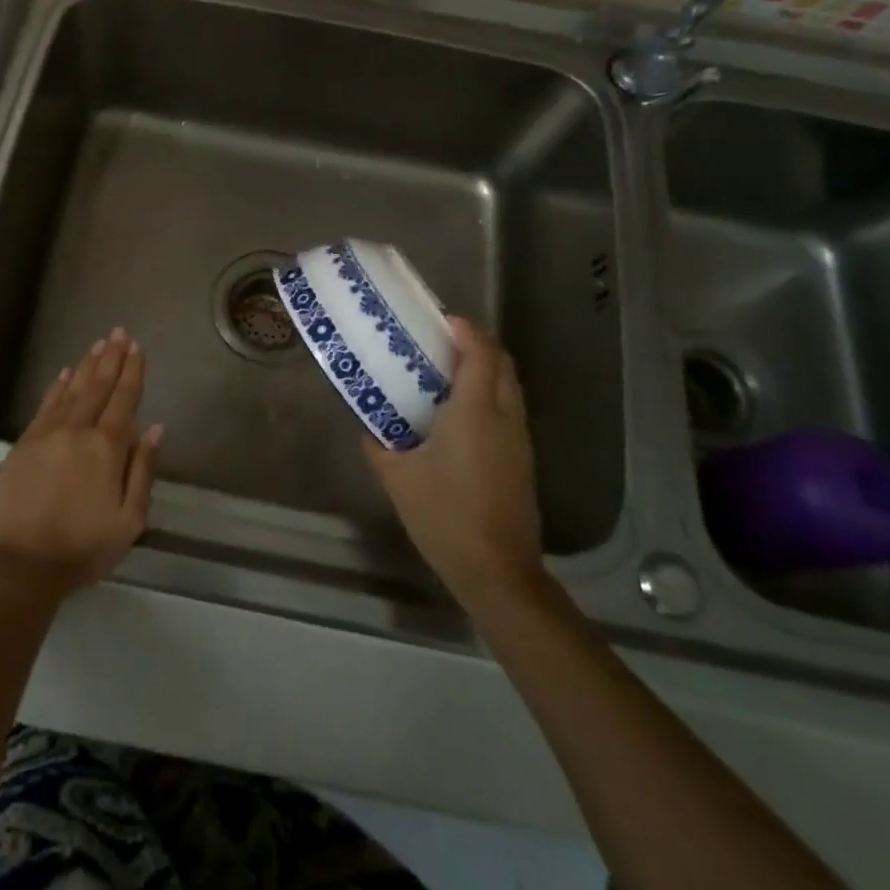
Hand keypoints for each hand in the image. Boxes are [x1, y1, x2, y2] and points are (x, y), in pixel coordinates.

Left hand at [0, 329, 161, 607]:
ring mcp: (45, 435)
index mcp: (106, 449)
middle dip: (111, 358)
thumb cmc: (81, 549)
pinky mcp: (22, 445)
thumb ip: (142, 470)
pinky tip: (63, 374)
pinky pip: (44, 406)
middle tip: (119, 332)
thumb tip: (155, 429)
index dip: (132, 373)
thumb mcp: (129, 521)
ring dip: (86, 366)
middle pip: (97, 387)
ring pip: (70, 391)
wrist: (18, 567)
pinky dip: (56, 387)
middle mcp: (76, 431)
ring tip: (97, 344)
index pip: (124, 400)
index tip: (137, 348)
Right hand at [360, 317, 544, 607]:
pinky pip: (510, 408)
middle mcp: (504, 416)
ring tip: (449, 371)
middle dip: (478, 343)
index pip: (480, 353)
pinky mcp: (523, 459)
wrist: (497, 570)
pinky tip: (463, 413)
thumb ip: (378, 445)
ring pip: (510, 386)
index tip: (441, 319)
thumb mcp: (397, 478)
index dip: (465, 329)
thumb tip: (367, 427)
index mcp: (474, 411)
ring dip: (487, 368)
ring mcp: (519, 439)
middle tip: (442, 341)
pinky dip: (491, 393)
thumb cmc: (444, 515)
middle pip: (502, 363)